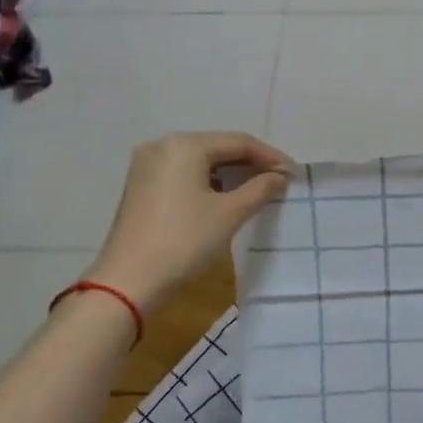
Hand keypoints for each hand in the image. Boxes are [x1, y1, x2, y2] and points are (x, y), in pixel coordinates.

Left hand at [87, 131, 294, 309]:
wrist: (129, 281)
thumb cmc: (184, 241)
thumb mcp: (230, 214)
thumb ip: (260, 188)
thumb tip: (280, 176)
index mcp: (184, 145)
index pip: (238, 142)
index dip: (270, 156)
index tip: (293, 174)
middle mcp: (162, 145)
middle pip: (218, 146)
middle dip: (250, 162)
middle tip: (279, 179)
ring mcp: (147, 164)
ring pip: (200, 160)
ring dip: (230, 172)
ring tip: (258, 187)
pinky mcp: (141, 184)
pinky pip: (184, 172)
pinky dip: (208, 180)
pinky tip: (225, 195)